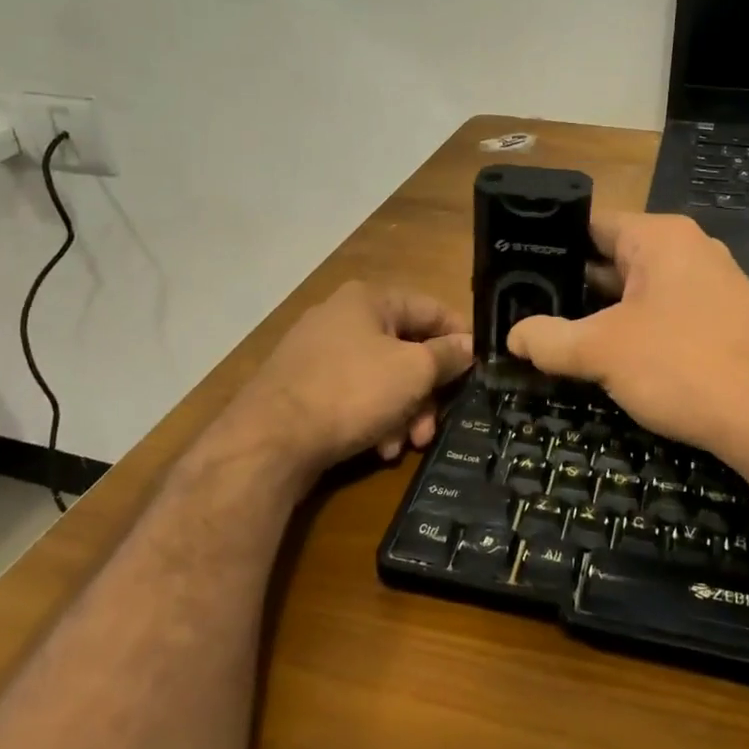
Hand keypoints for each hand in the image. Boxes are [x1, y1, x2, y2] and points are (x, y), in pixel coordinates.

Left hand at [216, 281, 474, 495]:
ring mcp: (319, 352)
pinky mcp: (304, 386)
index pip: (431, 309)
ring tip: (404, 446)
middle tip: (434, 426)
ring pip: (382, 378)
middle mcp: (342, 317)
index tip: (479, 370)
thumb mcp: (412, 372)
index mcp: (369, 299)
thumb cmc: (352, 392)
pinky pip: (354, 395)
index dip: (460, 338)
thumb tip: (469, 345)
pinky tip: (378, 448)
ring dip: (402, 412)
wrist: (269, 441)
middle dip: (426, 393)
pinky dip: (373, 419)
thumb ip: (446, 355)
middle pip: (406, 350)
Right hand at [506, 212, 748, 476]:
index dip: (550, 246)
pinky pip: (668, 312)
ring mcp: (714, 284)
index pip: (591, 224)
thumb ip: (550, 340)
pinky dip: (638, 328)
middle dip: (574, 285)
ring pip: (641, 289)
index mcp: (660, 237)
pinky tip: (614, 357)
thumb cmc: (683, 367)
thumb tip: (514, 337)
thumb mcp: (602, 352)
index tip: (516, 270)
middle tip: (528, 307)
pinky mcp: (726, 319)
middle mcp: (690, 249)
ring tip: (560, 334)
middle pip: (615, 257)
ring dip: (604, 312)